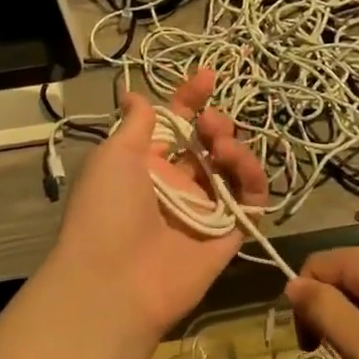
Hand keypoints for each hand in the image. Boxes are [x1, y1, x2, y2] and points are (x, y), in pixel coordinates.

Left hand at [52, 69, 267, 338]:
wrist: (113, 282)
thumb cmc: (106, 210)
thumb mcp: (113, 156)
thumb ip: (135, 124)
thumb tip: (135, 95)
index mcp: (147, 164)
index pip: (176, 124)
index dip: (191, 99)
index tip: (208, 76)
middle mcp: (178, 184)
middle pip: (209, 144)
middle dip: (216, 124)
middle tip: (211, 123)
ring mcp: (205, 210)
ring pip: (233, 169)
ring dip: (234, 148)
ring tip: (222, 145)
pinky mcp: (228, 235)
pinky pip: (250, 202)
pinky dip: (252, 180)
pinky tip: (241, 166)